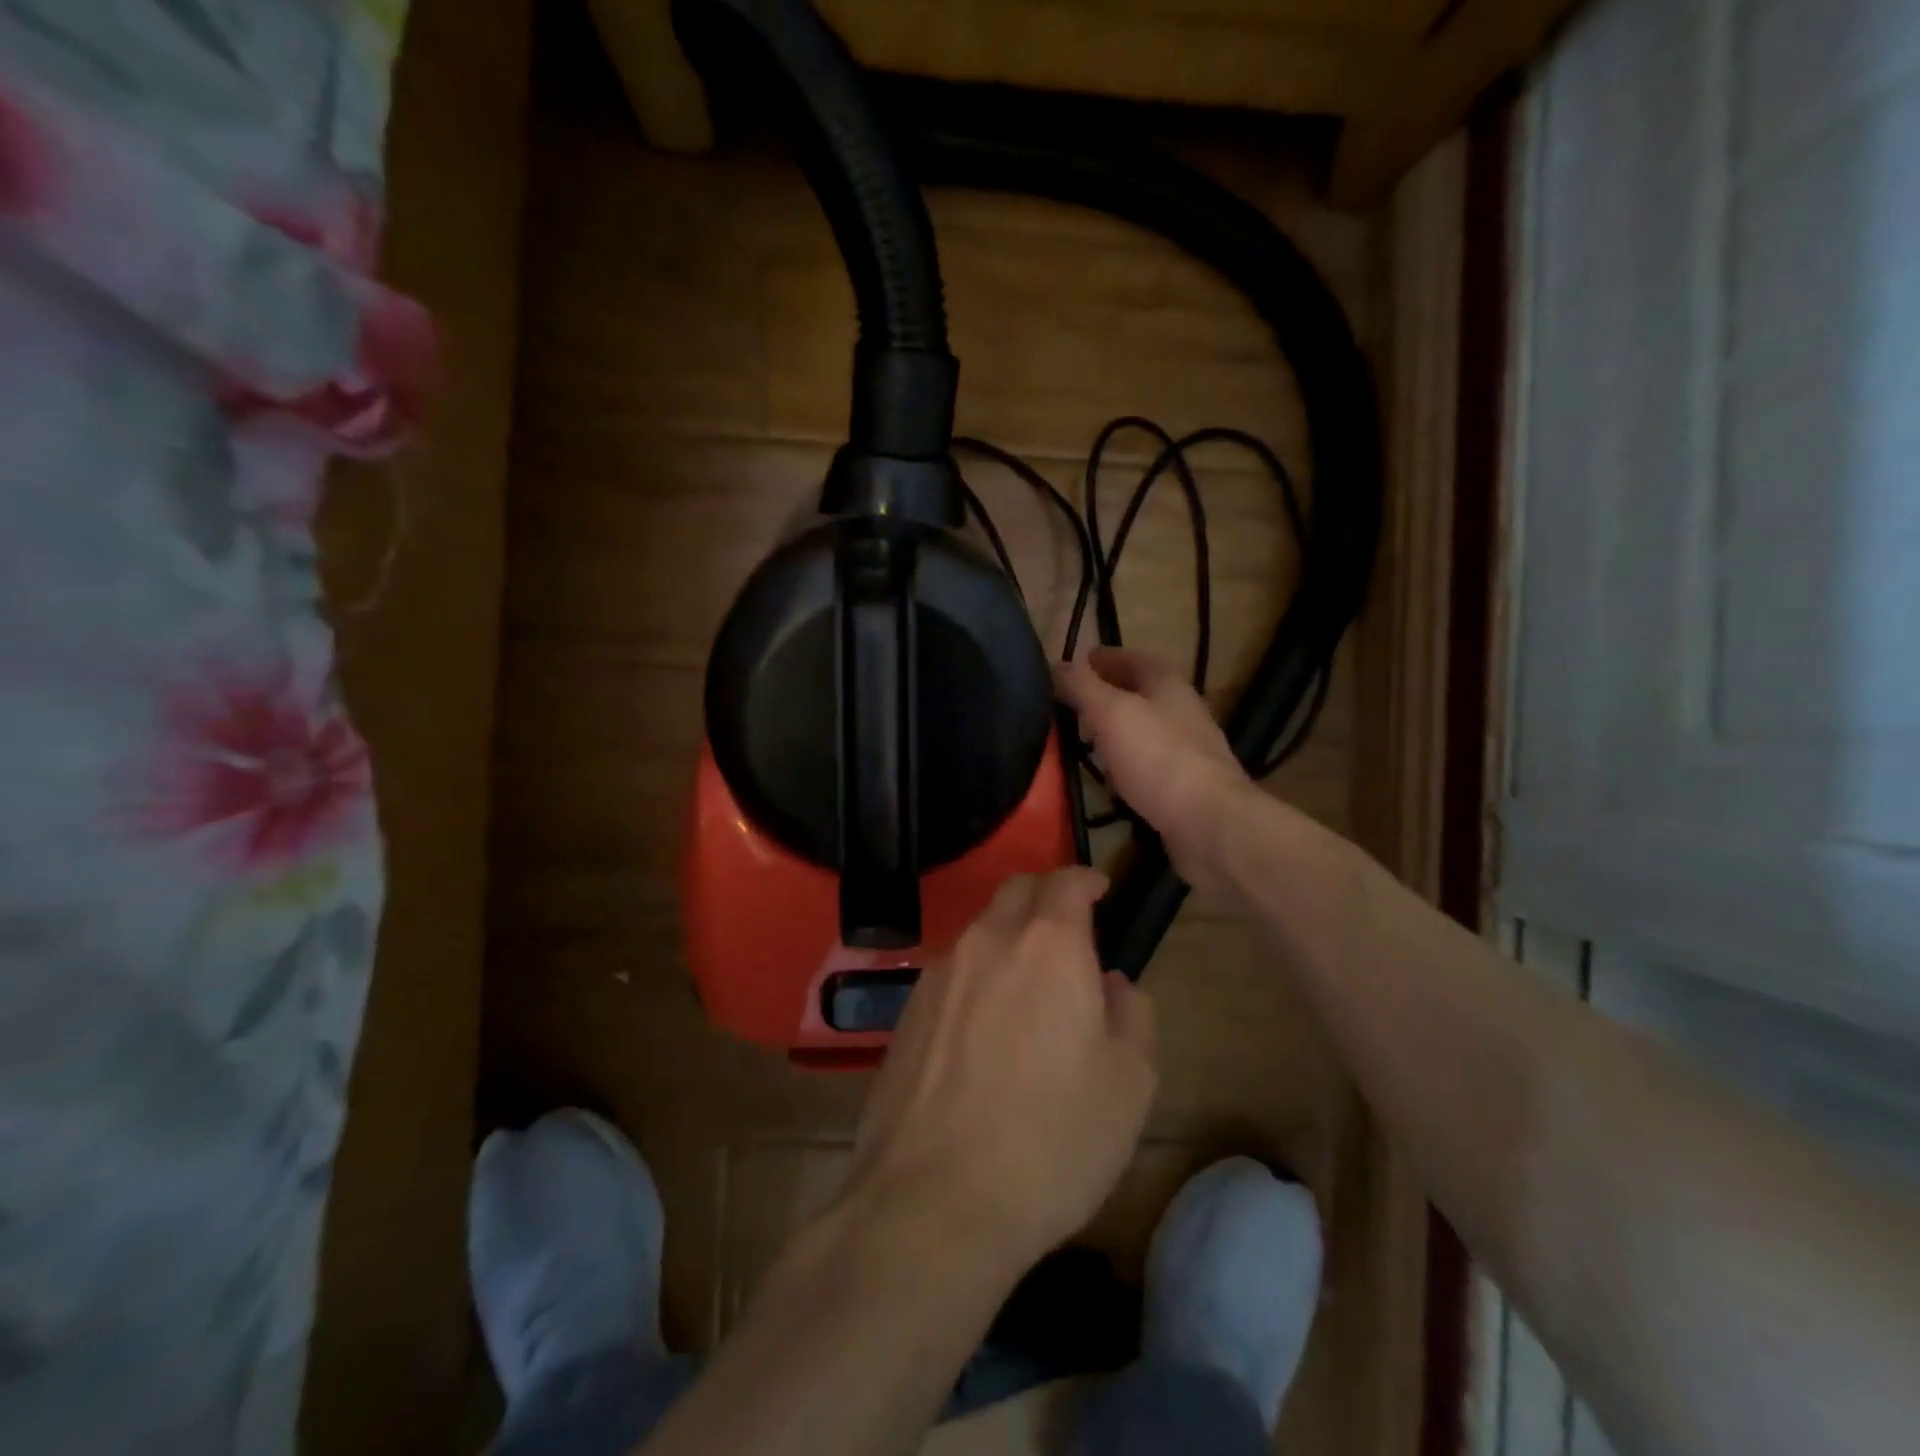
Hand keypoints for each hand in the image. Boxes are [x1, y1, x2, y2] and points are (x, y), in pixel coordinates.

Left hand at [841, 867, 1157, 1277]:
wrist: (933, 1201)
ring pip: (981, 929)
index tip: (1100, 890)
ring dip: (1009, 937)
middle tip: (1069, 929)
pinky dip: (977, 974)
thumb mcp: (1129, 1086)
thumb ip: (1133, 1017)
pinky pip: (952, 970)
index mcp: (1048, 946)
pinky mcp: (907, 1010)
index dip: (1086, 878)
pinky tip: (984, 1025)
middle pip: (1017, 890)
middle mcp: (988, 941)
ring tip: (1028, 984)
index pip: (1065, 881)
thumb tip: (1112, 984)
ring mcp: (940, 973)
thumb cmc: (1052, 1141)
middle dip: (1046, 896)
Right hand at [1054, 647, 1254, 896]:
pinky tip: (1108, 779)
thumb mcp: (1111, 713)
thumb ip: (1082, 687)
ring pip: (1144, 731)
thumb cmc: (1158, 758)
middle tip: (1072, 703)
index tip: (1078, 662)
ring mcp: (1188, 752)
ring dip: (1117, 730)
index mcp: (1168, 685)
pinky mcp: (1186, 788)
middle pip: (1142, 694)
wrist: (1209, 823)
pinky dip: (1126, 764)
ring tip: (1084, 739)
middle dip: (1109, 694)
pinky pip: (1148, 766)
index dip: (1106, 658)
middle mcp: (1183, 712)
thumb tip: (1055, 665)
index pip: (1134, 659)